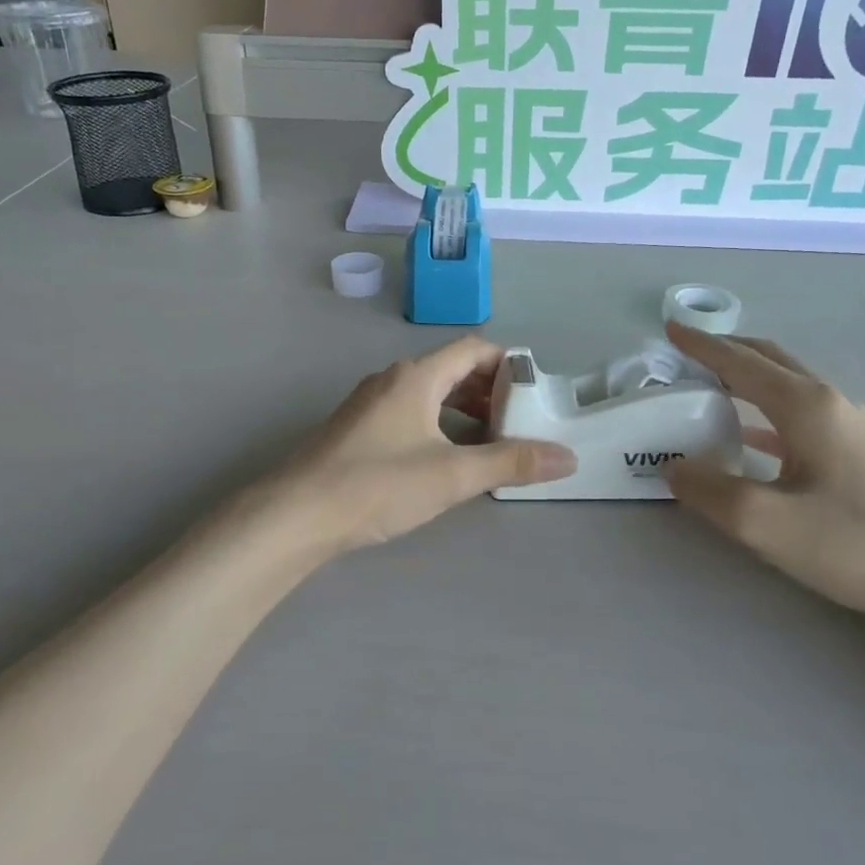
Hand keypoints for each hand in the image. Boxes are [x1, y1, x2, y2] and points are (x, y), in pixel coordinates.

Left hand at [265, 338, 575, 556]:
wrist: (296, 514)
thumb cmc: (378, 484)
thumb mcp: (453, 474)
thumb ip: (510, 463)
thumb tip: (567, 458)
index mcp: (416, 377)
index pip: (473, 349)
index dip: (508, 364)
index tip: (534, 393)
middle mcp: (392, 380)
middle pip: (451, 370)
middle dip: (489, 392)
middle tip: (518, 423)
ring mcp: (370, 404)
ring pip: (429, 394)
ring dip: (463, 411)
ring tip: (489, 444)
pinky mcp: (357, 429)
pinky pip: (409, 413)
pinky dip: (437, 425)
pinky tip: (445, 459)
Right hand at [663, 324, 864, 625]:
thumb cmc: (853, 544)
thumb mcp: (764, 522)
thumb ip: (708, 490)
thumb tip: (674, 465)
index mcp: (806, 406)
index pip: (741, 362)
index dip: (702, 345)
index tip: (669, 329)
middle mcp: (830, 403)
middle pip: (769, 361)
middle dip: (725, 350)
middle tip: (685, 353)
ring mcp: (851, 426)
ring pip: (787, 385)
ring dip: (746, 377)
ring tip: (709, 385)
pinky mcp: (860, 451)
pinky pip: (800, 415)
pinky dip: (765, 411)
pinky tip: (749, 436)